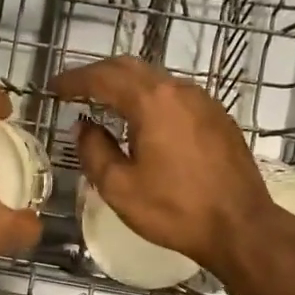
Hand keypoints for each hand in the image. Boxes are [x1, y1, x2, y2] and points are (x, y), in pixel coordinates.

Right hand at [50, 56, 272, 274]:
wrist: (240, 227)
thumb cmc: (175, 210)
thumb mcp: (120, 187)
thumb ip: (94, 151)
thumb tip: (84, 128)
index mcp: (152, 102)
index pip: (103, 78)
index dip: (74, 80)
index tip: (53, 87)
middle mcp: (179, 90)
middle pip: (130, 68)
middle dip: (98, 74)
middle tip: (74, 88)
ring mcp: (203, 101)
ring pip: (155, 79)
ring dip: (125, 85)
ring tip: (103, 102)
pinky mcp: (218, 117)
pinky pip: (174, 96)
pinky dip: (149, 98)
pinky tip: (142, 120)